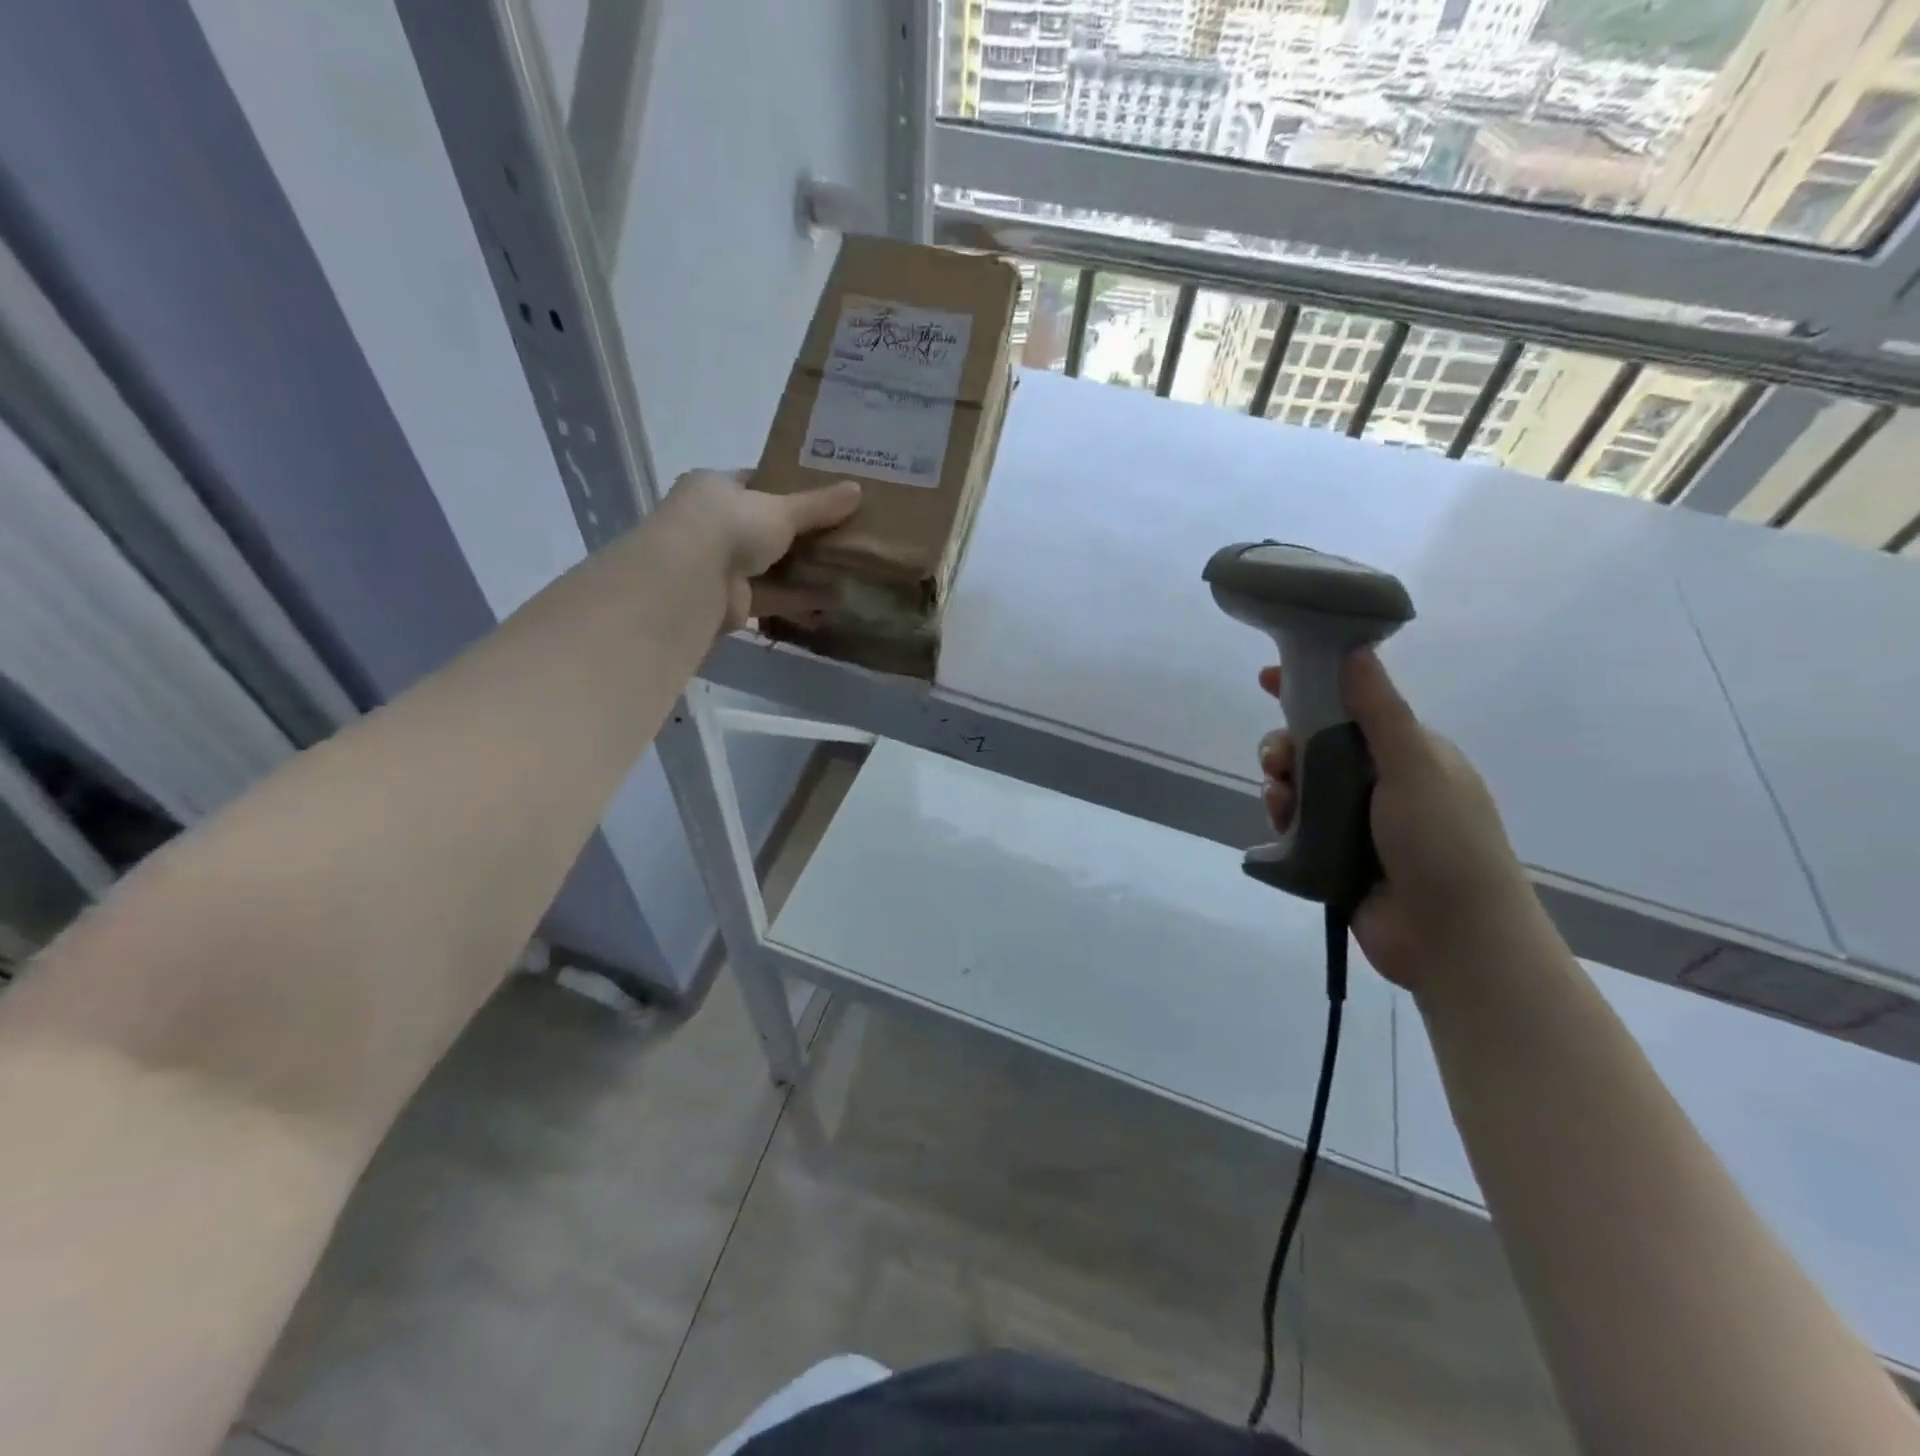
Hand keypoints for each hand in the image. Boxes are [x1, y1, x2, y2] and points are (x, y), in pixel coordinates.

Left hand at [662, 470, 861, 629]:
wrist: (691, 580)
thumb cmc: (730, 525)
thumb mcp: (781, 509)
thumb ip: (818, 505)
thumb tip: (858, 490)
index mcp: (715, 488)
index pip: (755, 483)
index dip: (788, 487)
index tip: (824, 495)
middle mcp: (713, 524)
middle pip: (766, 527)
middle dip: (802, 534)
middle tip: (844, 533)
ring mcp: (721, 564)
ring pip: (771, 565)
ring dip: (805, 570)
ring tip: (848, 568)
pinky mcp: (732, 601)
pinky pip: (773, 596)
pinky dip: (801, 598)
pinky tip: (835, 600)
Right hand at [1257, 651, 1539, 994]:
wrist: (1453, 938)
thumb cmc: (1442, 842)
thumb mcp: (1414, 766)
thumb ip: (1379, 710)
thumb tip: (1355, 647)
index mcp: (1410, 753)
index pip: (1354, 706)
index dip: (1313, 688)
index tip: (1270, 678)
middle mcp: (1382, 782)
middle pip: (1317, 746)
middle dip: (1288, 745)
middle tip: (1276, 760)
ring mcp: (1358, 822)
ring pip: (1301, 786)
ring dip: (1281, 784)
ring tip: (1279, 800)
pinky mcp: (1335, 856)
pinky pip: (1296, 824)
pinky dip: (1283, 818)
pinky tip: (1279, 825)